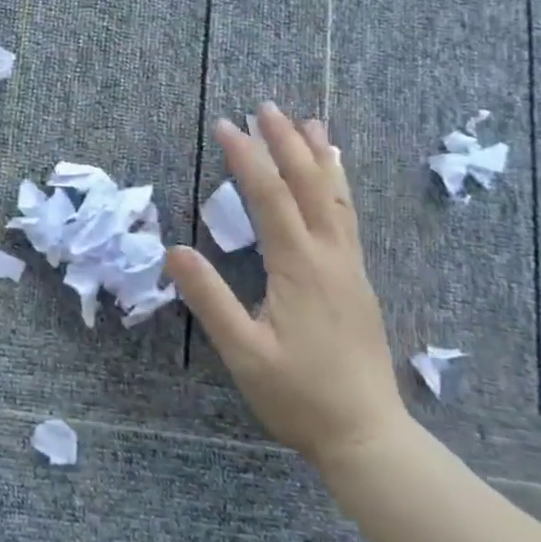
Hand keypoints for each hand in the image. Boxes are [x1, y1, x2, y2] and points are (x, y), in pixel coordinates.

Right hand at [166, 103, 407, 469]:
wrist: (366, 435)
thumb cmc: (298, 396)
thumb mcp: (243, 353)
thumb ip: (210, 300)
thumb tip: (173, 251)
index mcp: (300, 269)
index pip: (271, 199)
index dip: (247, 159)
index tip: (225, 125)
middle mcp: (331, 258)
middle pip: (310, 186)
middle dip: (286, 143)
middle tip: (266, 107)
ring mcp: (350, 268)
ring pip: (337, 198)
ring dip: (319, 156)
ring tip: (309, 122)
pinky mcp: (356, 281)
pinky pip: (347, 217)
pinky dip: (338, 185)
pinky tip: (335, 178)